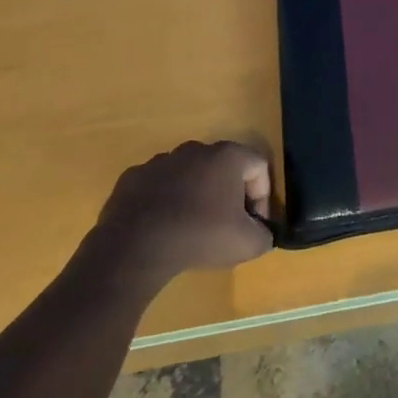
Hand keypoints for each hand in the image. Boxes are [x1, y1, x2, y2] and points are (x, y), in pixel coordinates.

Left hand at [82, 140, 274, 283]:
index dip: (263, 196)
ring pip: (189, 174)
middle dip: (229, 193)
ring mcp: (160, 161)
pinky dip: (164, 202)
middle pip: (223, 167)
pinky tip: (162, 227)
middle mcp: (195, 149)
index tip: (255, 224)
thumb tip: (261, 232)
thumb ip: (264, 235)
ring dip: (195, 195)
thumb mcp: (247, 244)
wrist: (134, 248)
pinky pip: (158, 186)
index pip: (259, 167)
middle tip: (226, 225)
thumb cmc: (199, 236)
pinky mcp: (133, 177)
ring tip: (191, 227)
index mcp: (227, 156)